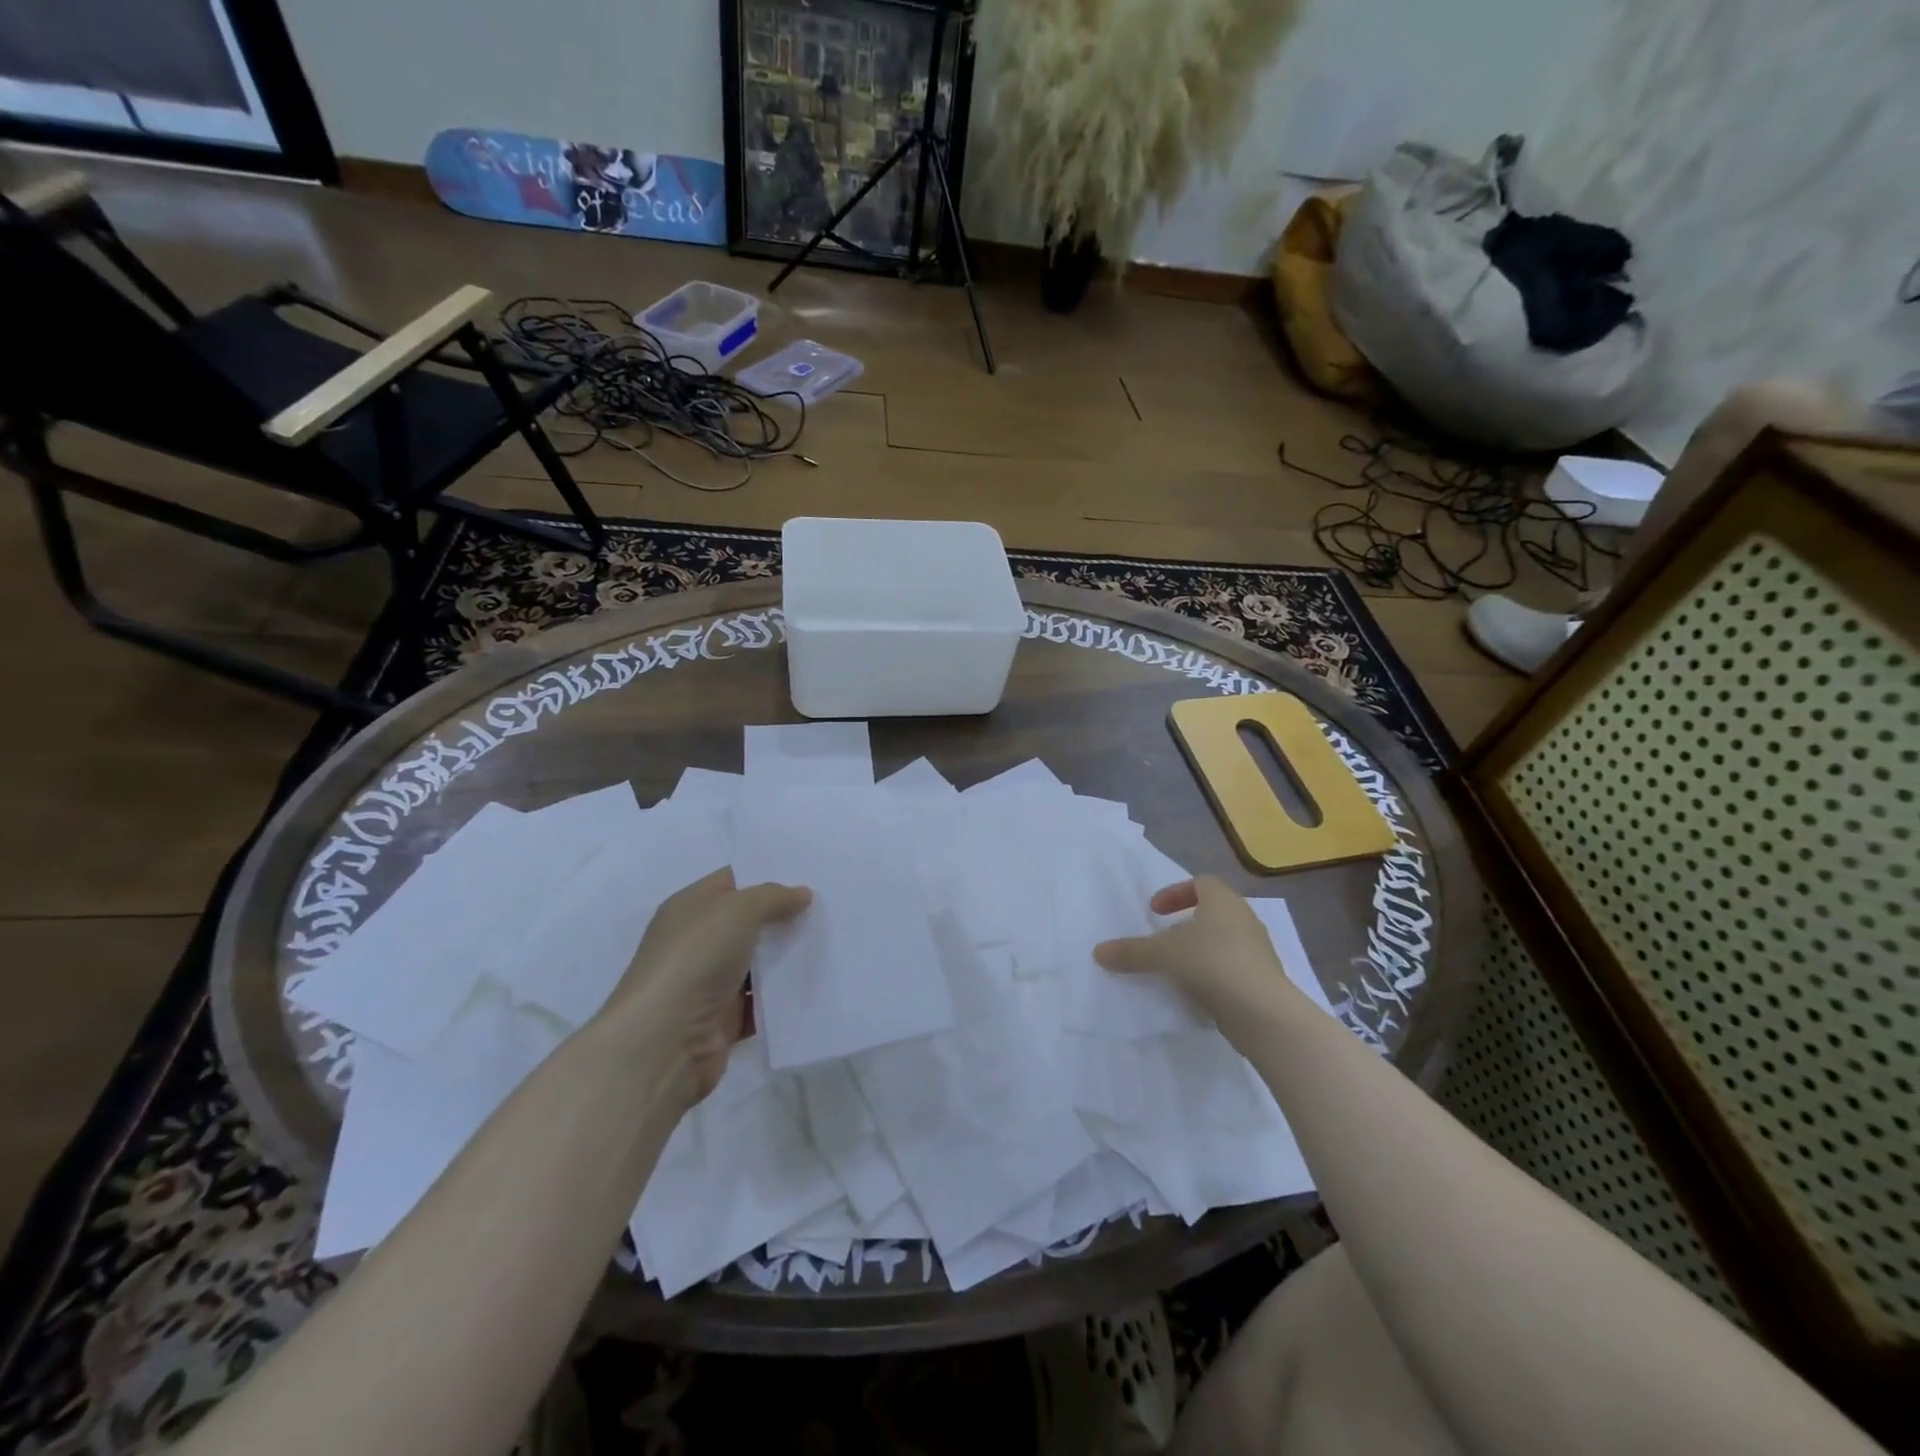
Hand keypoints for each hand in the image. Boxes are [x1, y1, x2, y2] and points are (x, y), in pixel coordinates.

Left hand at [598, 869, 810, 1104]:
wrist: (665, 1041)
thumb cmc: (695, 959)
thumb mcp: (738, 910)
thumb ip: (772, 897)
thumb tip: (801, 893)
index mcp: (690, 908)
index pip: (732, 881)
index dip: (767, 874)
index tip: (808, 873)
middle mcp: (697, 942)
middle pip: (749, 922)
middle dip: (785, 916)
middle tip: (829, 906)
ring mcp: (710, 983)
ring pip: (759, 963)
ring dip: (789, 956)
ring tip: (834, 941)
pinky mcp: (724, 1020)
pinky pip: (762, 1002)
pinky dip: (785, 996)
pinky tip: (818, 983)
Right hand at [1093, 876, 1302, 1030]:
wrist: (1263, 1012)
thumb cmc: (1211, 963)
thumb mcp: (1162, 954)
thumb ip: (1131, 952)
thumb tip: (1097, 952)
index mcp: (1223, 901)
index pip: (1201, 883)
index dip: (1175, 893)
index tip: (1155, 911)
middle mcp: (1245, 919)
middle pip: (1214, 911)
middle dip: (1188, 923)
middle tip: (1165, 938)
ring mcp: (1259, 951)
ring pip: (1225, 941)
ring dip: (1201, 950)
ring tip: (1177, 968)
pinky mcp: (1264, 980)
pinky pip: (1234, 968)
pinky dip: (1214, 974)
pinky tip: (1197, 993)